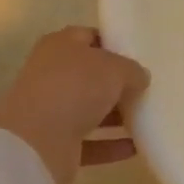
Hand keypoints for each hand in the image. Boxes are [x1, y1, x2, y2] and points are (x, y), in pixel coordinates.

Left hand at [0, 27, 149, 183]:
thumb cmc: (76, 88)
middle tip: (147, 88)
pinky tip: (137, 147)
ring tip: (148, 118)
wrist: (36, 141)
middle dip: (117, 84)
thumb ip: (133, 70)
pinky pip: (90, 142)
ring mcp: (51, 110)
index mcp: (60, 46)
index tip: (139, 55)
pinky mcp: (55, 143)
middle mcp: (51, 75)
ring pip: (90, 110)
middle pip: (90, 76)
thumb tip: (140, 79)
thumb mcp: (116, 68)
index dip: (113, 44)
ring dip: (117, 117)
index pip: (89, 37)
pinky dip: (111, 145)